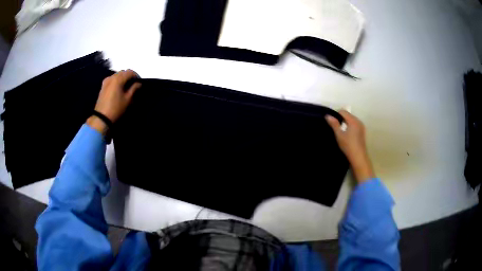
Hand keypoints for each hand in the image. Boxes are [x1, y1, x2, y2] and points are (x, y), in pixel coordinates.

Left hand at [87, 70, 140, 134]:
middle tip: (134, 84)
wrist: (101, 118)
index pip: (129, 72)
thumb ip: (134, 89)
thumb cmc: (116, 108)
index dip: (136, 75)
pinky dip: (117, 81)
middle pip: (123, 72)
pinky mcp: (103, 86)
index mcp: (118, 79)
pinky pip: (112, 79)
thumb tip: (138, 83)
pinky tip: (119, 88)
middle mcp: (111, 77)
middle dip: (129, 76)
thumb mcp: (127, 99)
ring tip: (126, 86)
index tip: (139, 82)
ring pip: (117, 75)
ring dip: (123, 78)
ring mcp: (106, 81)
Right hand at [325, 110, 374, 182]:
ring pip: (351, 119)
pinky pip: (355, 124)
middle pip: (348, 115)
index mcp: (353, 120)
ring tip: (340, 130)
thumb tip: (328, 116)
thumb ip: (334, 124)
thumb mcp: (339, 135)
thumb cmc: (348, 146)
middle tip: (334, 126)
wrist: (359, 157)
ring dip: (345, 122)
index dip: (336, 114)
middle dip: (341, 118)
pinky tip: (347, 134)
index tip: (331, 121)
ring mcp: (361, 126)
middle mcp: (358, 121)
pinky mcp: (362, 131)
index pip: (343, 111)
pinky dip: (350, 125)